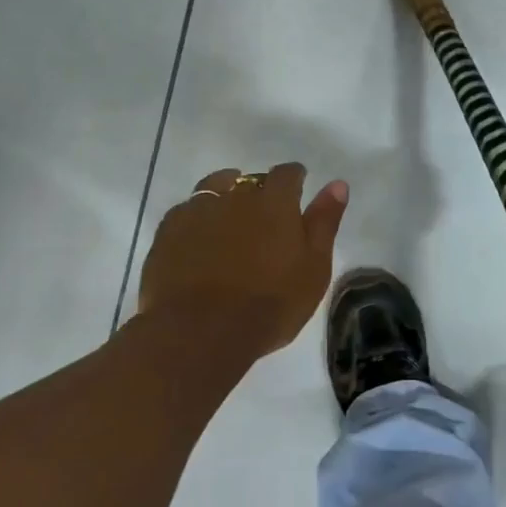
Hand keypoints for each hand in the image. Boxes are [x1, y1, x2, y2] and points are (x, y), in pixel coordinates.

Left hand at [139, 163, 348, 366]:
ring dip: (225, 195)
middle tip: (264, 218)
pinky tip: (199, 237)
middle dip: (259, 191)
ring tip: (229, 218)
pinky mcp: (167, 231)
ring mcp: (197, 210)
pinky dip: (197, 218)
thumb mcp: (313, 268)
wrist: (200, 332)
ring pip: (214, 188)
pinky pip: (186, 211)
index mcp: (274, 202)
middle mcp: (235, 195)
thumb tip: (337, 183)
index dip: (295, 179)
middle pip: (250, 179)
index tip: (298, 189)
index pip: (288, 174)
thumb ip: (324, 222)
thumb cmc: (269, 304)